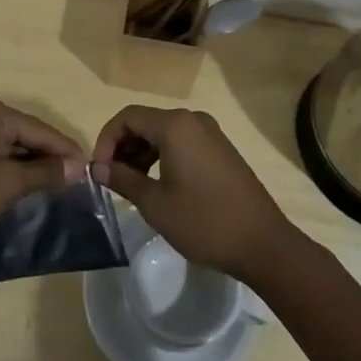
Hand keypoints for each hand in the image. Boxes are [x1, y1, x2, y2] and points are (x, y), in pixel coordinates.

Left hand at [0, 94, 84, 250]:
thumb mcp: (8, 184)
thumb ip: (44, 172)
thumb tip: (78, 168)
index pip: (38, 129)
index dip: (65, 149)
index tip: (89, 167)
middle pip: (25, 132)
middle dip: (49, 156)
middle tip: (76, 177)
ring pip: (10, 143)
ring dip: (30, 162)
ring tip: (58, 182)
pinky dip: (11, 165)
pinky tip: (26, 181)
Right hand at [90, 105, 294, 281]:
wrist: (263, 243)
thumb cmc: (204, 221)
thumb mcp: (155, 204)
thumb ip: (123, 180)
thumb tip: (97, 168)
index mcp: (174, 125)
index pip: (127, 117)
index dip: (106, 140)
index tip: (99, 170)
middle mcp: (192, 120)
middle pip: (145, 122)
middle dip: (123, 147)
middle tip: (112, 179)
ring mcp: (210, 133)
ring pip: (164, 133)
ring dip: (142, 153)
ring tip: (133, 185)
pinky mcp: (221, 149)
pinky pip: (182, 142)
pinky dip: (163, 156)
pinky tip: (159, 184)